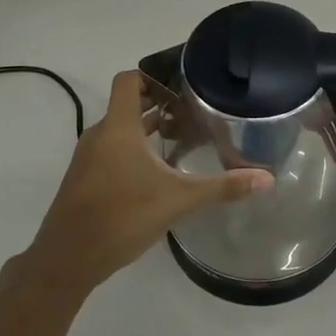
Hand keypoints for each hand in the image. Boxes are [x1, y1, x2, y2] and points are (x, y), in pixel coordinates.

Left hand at [20, 70, 272, 292]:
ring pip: (120, 131)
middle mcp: (100, 135)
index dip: (154, 76)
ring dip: (147, 130)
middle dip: (159, 105)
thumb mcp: (178, 200)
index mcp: (119, 127)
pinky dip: (133, 151)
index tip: (183, 86)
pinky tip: (157, 173)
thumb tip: (267, 179)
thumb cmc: (122, 217)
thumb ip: (222, 187)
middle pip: (128, 105)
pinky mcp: (84, 179)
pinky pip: (111, 151)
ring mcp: (88, 158)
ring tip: (181, 139)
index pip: (129, 80)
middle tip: (193, 112)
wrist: (67, 259)